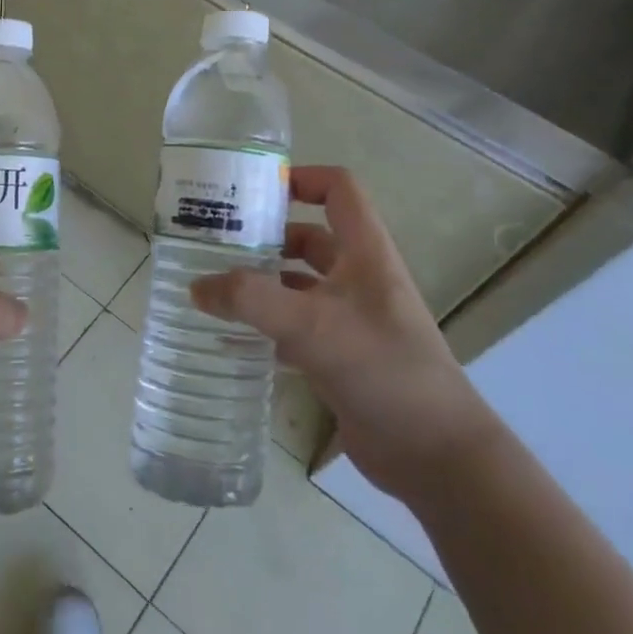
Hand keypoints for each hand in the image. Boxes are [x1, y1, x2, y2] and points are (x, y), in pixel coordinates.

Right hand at [190, 165, 497, 499]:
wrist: (435, 454)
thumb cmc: (382, 369)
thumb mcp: (312, 326)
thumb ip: (250, 300)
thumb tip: (196, 286)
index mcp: (365, 253)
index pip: (339, 190)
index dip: (301, 179)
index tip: (252, 191)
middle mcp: (359, 278)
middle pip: (309, 238)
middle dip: (264, 237)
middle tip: (214, 244)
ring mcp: (351, 319)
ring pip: (298, 285)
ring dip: (261, 284)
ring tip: (212, 288)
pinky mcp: (341, 356)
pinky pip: (295, 328)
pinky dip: (266, 327)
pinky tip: (232, 339)